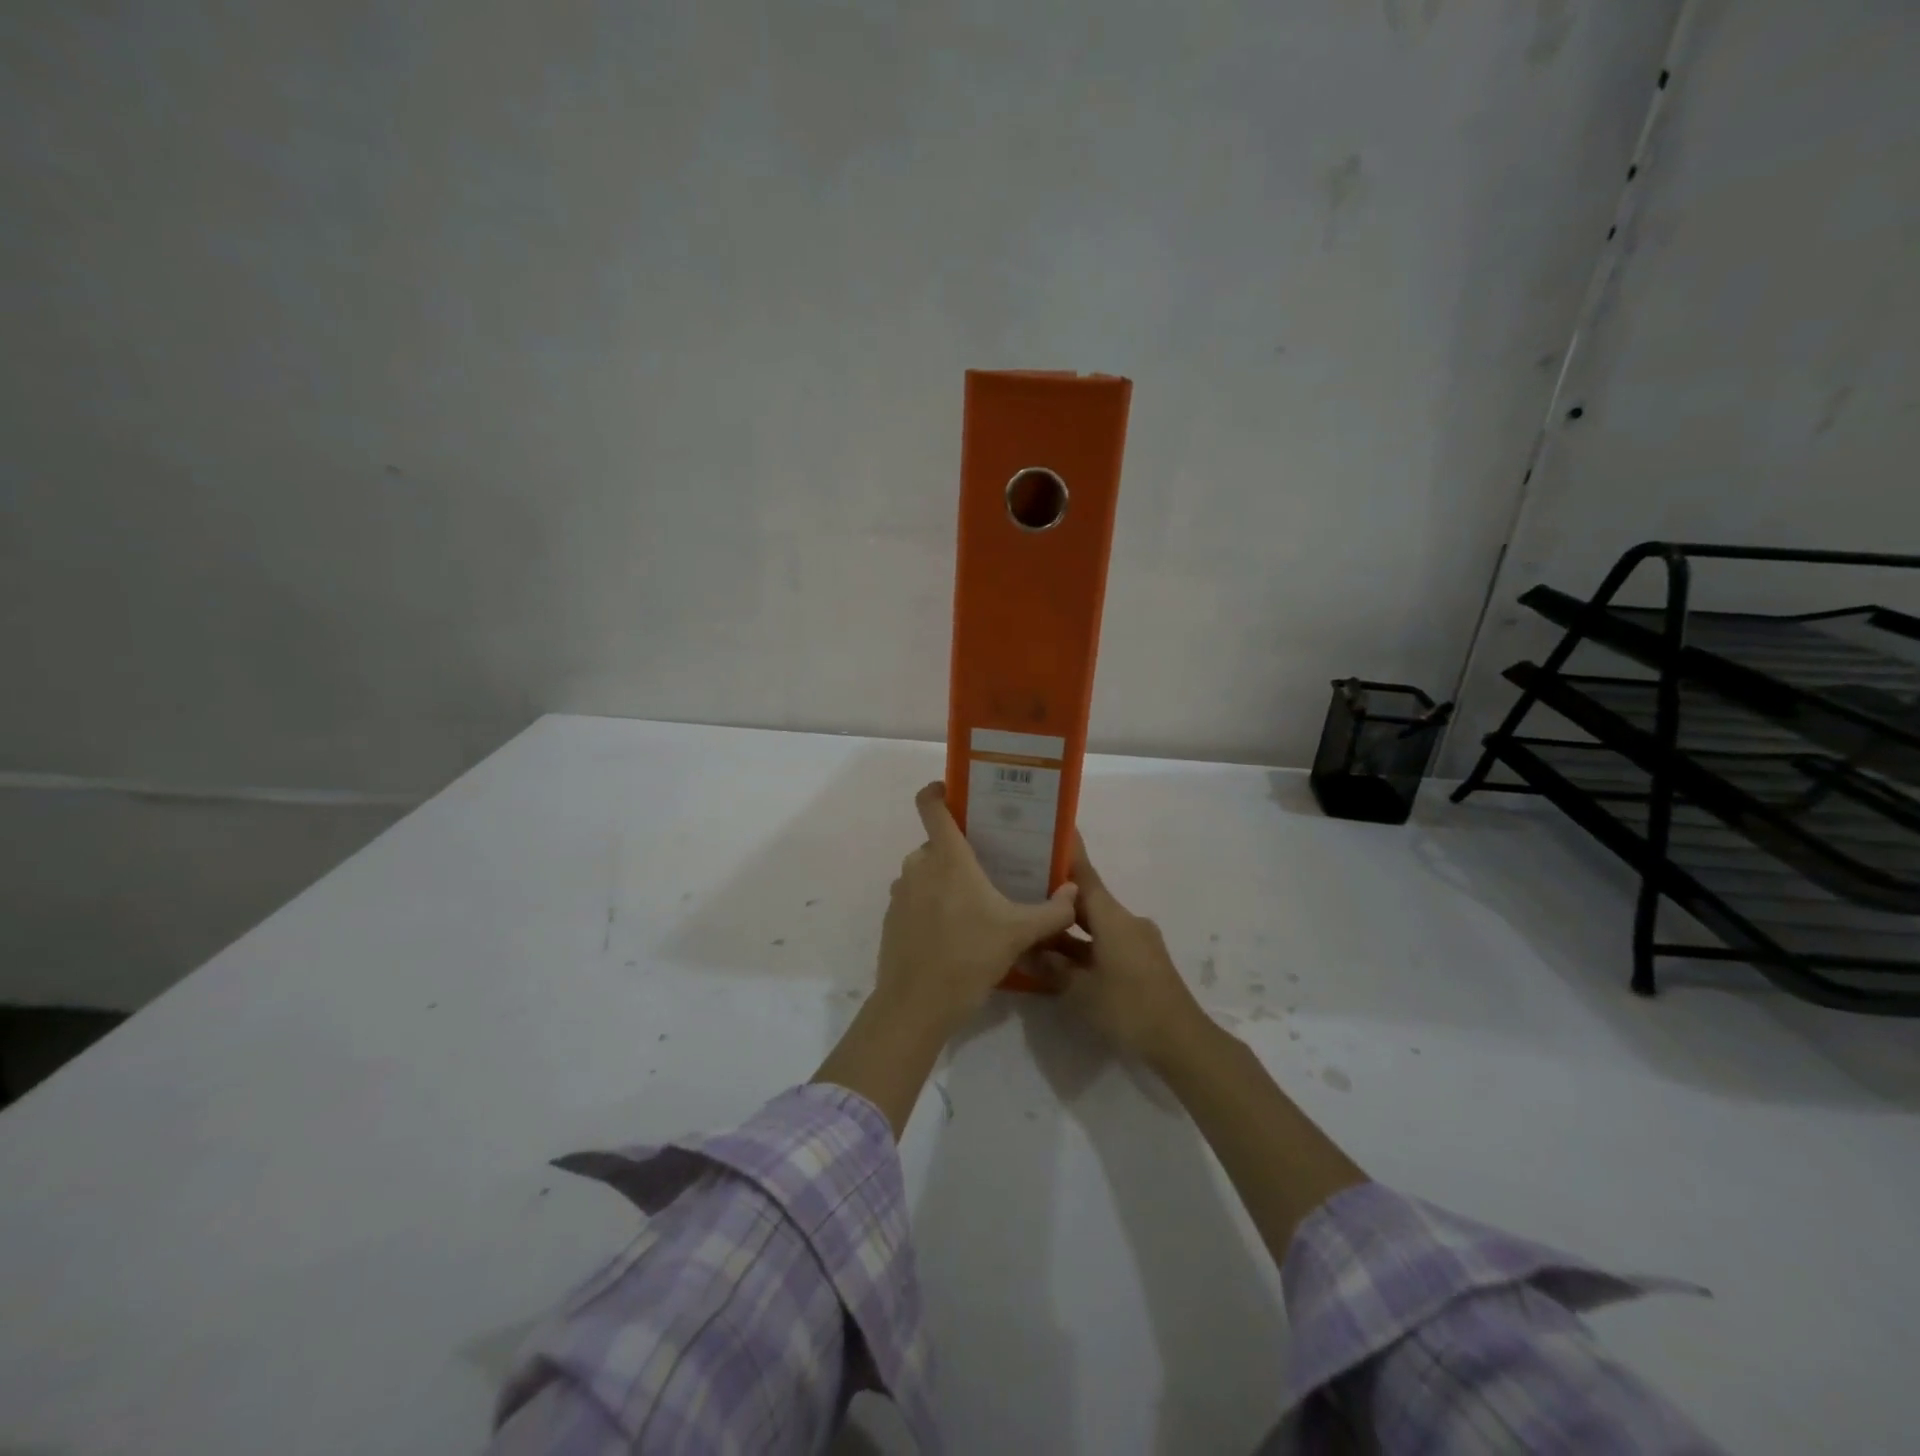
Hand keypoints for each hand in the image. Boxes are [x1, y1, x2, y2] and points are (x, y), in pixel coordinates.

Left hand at [874, 782, 1080, 1037]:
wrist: (915, 1006)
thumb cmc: (968, 957)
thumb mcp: (1019, 934)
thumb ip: (1052, 911)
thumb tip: (1074, 892)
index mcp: (946, 857)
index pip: (930, 804)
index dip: (938, 790)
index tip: (955, 791)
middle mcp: (918, 865)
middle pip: (937, 843)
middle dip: (961, 850)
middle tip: (990, 866)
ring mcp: (901, 892)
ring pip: (927, 871)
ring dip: (946, 880)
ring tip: (976, 903)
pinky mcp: (892, 918)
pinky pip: (916, 897)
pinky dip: (933, 904)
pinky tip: (955, 932)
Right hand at [1033, 835, 1210, 1072]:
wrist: (1182, 1042)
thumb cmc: (1129, 1008)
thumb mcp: (1081, 991)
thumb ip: (1051, 967)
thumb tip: (1026, 948)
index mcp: (1113, 918)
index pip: (1085, 875)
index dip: (1067, 854)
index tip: (1050, 832)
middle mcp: (1126, 921)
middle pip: (1087, 900)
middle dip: (1057, 895)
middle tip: (1023, 886)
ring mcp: (1137, 941)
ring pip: (1096, 924)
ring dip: (1068, 927)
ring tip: (1034, 925)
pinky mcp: (1142, 961)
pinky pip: (1105, 942)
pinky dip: (1083, 944)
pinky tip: (1059, 957)